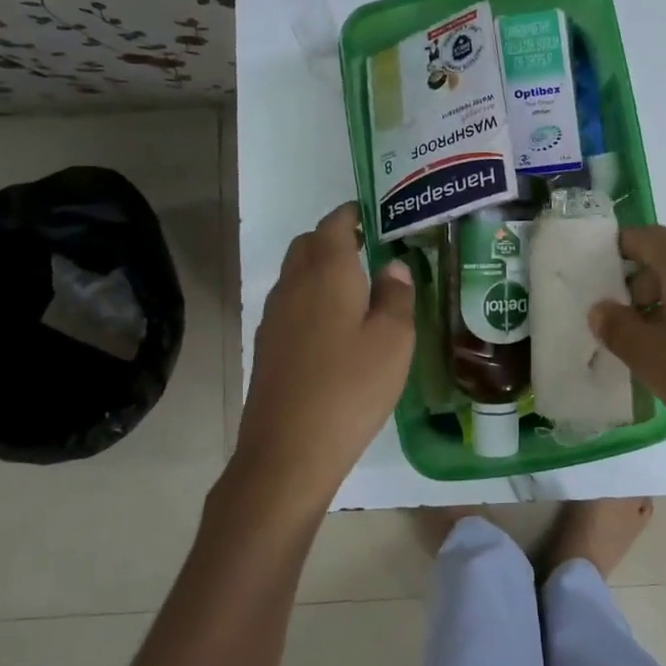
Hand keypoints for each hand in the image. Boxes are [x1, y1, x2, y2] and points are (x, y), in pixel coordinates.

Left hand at [235, 202, 414, 508]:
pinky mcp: (267, 346)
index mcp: (327, 273)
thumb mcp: (393, 340)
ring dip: (321, 268)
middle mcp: (293, 285)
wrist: (288, 451)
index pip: (334, 224)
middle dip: (335, 238)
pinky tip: (333, 327)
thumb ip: (397, 296)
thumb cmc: (351, 388)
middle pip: (308, 244)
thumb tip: (394, 267)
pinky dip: (310, 298)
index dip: (353, 214)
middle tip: (369, 248)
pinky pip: (290, 303)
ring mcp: (274, 316)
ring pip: (295, 274)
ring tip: (356, 286)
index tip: (375, 215)